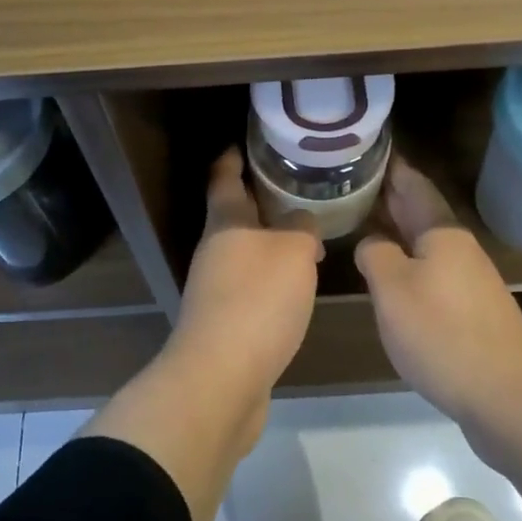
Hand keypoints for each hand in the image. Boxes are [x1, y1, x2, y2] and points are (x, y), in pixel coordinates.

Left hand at [168, 148, 322, 402]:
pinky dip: (272, 276)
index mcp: (225, 223)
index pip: (224, 177)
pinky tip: (297, 283)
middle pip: (235, 214)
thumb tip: (301, 223)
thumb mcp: (292, 251)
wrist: (222, 379)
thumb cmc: (257, 300)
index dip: (234, 156)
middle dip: (261, 198)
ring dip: (270, 240)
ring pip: (246, 251)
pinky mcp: (226, 322)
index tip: (248, 140)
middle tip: (297, 185)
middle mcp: (215, 250)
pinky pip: (252, 285)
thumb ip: (300, 227)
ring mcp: (216, 288)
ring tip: (306, 231)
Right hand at [356, 157, 521, 428]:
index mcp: (441, 232)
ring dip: (395, 228)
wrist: (508, 399)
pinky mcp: (468, 311)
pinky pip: (429, 270)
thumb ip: (375, 254)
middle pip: (418, 211)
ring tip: (360, 220)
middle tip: (350, 180)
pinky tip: (388, 273)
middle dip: (387, 195)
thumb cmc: (443, 333)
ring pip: (423, 242)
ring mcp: (466, 280)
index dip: (389, 165)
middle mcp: (457, 248)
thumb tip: (373, 244)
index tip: (365, 147)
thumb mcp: (392, 288)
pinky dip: (405, 260)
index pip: (412, 183)